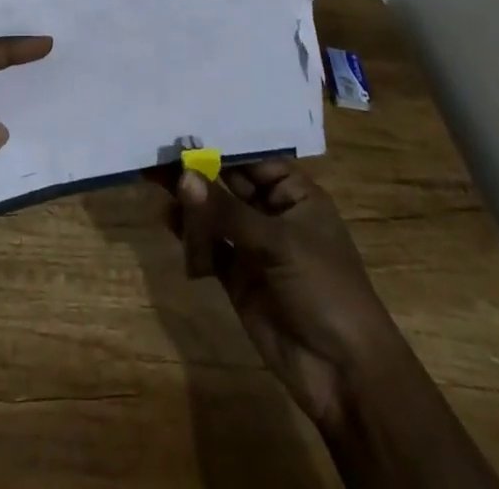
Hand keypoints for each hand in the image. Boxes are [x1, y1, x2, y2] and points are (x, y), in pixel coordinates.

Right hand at [161, 161, 396, 432]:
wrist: (345, 375)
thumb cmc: (325, 289)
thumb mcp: (280, 243)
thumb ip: (227, 211)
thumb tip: (182, 176)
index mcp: (295, 194)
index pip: (251, 157)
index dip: (218, 142)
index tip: (180, 123)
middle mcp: (272, 213)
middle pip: (227, 182)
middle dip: (196, 168)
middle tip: (156, 149)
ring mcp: (253, 246)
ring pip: (214, 213)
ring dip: (189, 200)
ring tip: (152, 178)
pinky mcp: (237, 277)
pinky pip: (208, 246)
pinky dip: (190, 235)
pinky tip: (168, 220)